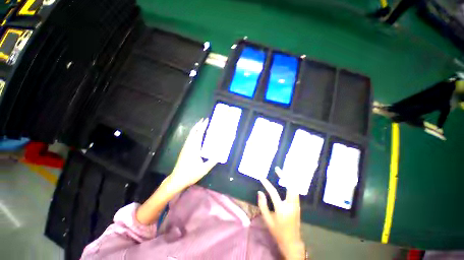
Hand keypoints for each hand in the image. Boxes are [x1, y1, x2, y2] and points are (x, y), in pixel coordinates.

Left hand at [168, 118, 216, 192]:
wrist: (177, 179)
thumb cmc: (191, 173)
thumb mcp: (205, 168)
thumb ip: (214, 160)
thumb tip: (222, 152)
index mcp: (194, 148)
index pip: (199, 133)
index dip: (203, 126)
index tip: (206, 120)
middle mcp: (189, 145)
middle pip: (193, 132)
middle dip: (198, 124)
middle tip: (204, 120)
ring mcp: (185, 147)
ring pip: (190, 134)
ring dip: (195, 128)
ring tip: (200, 125)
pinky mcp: (184, 150)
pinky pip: (189, 138)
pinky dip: (193, 133)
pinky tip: (196, 135)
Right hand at [258, 167, 305, 259]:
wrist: (292, 242)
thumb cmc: (277, 232)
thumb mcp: (267, 220)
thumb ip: (262, 205)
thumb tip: (260, 192)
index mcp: (282, 210)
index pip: (273, 192)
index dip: (266, 183)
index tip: (261, 176)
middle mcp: (291, 205)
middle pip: (290, 186)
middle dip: (284, 176)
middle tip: (277, 169)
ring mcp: (296, 205)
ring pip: (295, 188)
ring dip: (289, 179)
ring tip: (282, 173)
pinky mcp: (298, 206)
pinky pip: (295, 191)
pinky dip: (291, 184)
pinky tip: (286, 181)